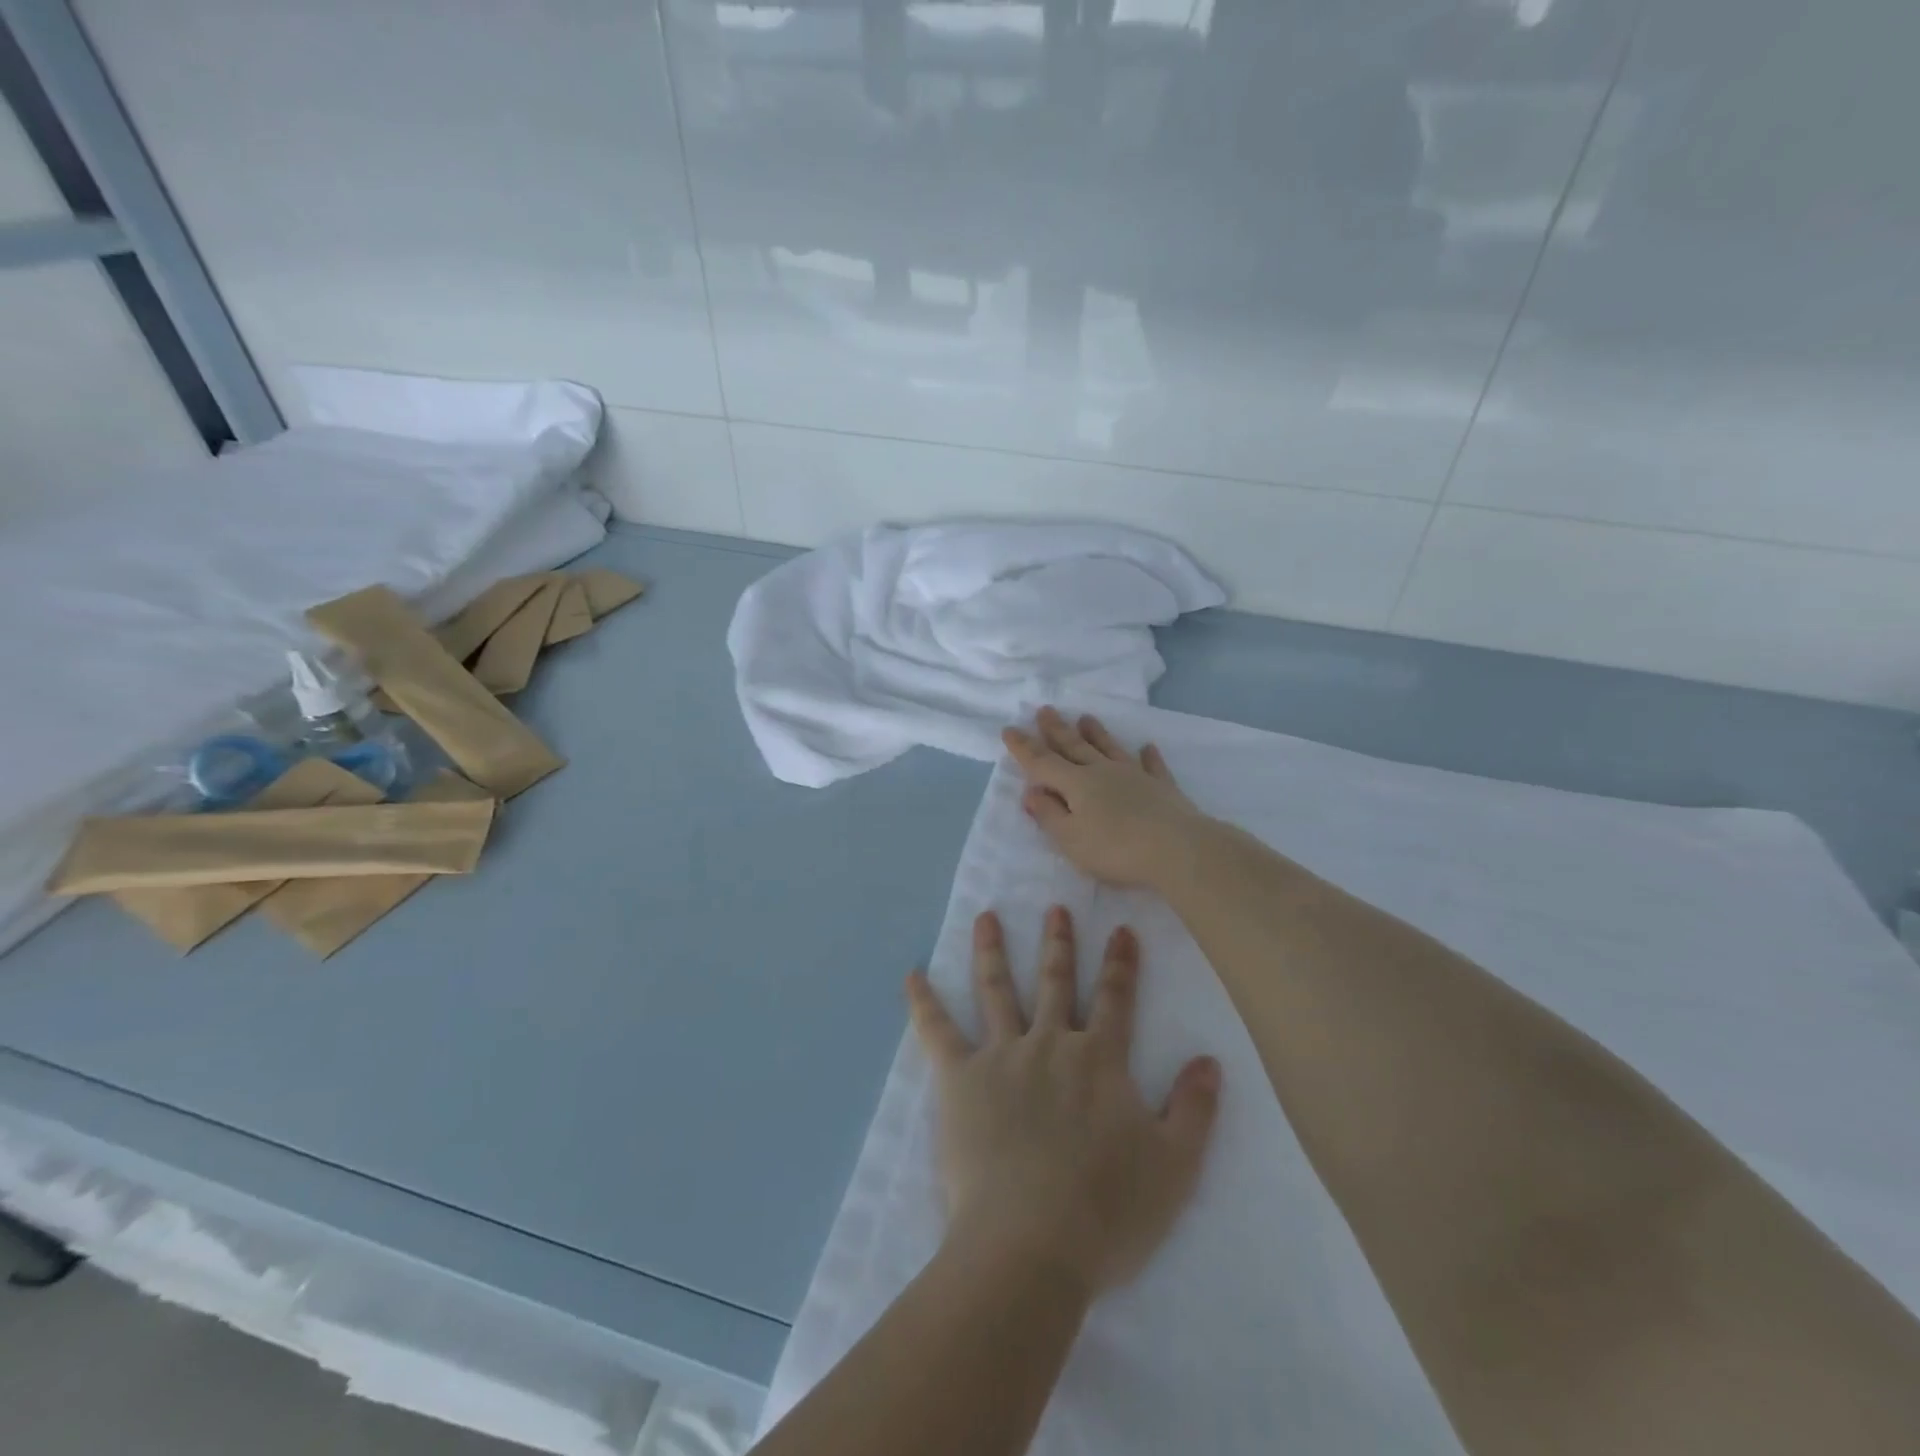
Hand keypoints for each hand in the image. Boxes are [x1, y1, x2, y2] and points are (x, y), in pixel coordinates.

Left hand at [907, 906, 1221, 1298]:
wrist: (1031, 1244)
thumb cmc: (1107, 1210)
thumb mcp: (1174, 1166)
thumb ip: (1193, 1109)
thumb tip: (1210, 1059)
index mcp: (1099, 1060)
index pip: (1115, 999)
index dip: (1122, 963)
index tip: (1122, 928)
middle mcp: (1050, 1043)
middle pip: (1054, 981)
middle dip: (1057, 942)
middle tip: (1055, 906)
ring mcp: (1001, 1056)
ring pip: (996, 990)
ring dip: (991, 950)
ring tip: (985, 915)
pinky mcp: (960, 1079)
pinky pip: (937, 1031)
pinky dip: (923, 1002)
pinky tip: (912, 975)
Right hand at [1002, 707, 1212, 889]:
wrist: (1178, 850)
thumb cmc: (1116, 849)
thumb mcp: (1070, 839)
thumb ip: (1049, 814)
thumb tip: (1031, 791)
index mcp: (1077, 784)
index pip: (1043, 763)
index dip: (1024, 748)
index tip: (1009, 729)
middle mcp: (1103, 772)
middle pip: (1075, 747)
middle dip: (1057, 730)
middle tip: (1045, 710)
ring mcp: (1135, 776)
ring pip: (1110, 749)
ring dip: (1097, 733)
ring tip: (1086, 717)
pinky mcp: (1163, 788)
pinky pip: (1152, 766)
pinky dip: (1148, 756)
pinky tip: (1147, 747)